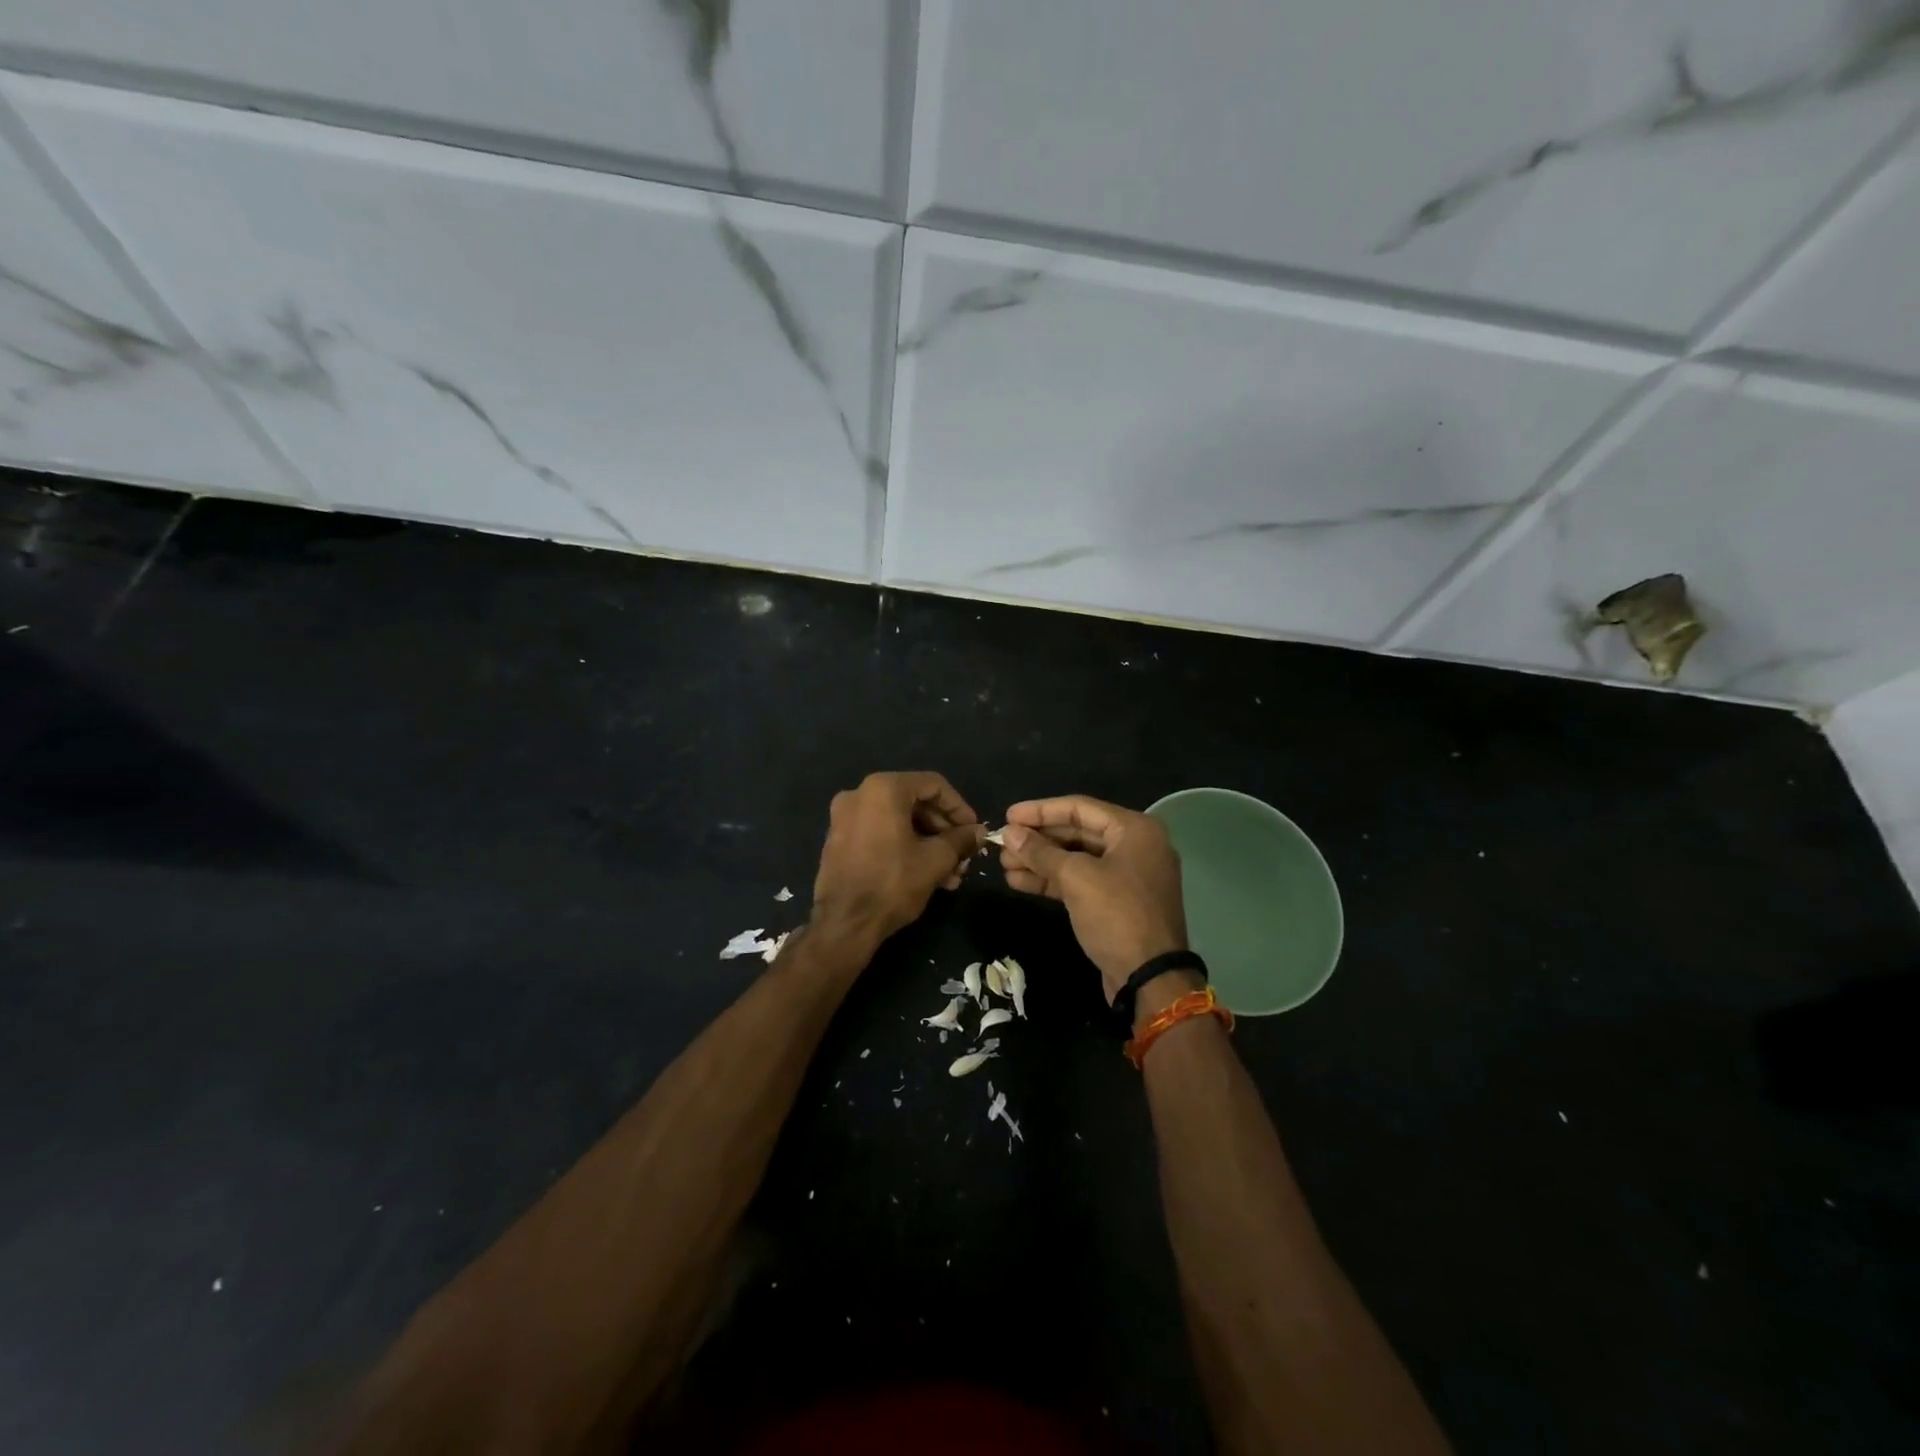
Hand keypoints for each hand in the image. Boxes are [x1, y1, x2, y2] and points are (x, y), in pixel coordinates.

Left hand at [810, 772, 983, 951]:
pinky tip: (925, 874)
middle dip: (943, 830)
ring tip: (950, 874)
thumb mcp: (936, 860)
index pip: (933, 785)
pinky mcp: (839, 840)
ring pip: (899, 821)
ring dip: (928, 843)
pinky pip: (880, 833)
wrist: (844, 923)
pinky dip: (904, 846)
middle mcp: (859, 794)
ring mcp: (844, 817)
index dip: (959, 807)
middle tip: (963, 856)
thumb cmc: (893, 883)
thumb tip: (978, 832)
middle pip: (914, 802)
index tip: (974, 831)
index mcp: (883, 789)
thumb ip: (960, 839)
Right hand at [999, 795, 1188, 1003]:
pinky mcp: (1116, 903)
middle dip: (1038, 839)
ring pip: (1075, 859)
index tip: (1008, 815)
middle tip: (1002, 843)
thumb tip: (1009, 833)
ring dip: (1039, 861)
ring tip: (1004, 863)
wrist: (1151, 979)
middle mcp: (1134, 846)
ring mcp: (1126, 876)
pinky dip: (1052, 881)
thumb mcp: (1077, 878)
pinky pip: (1080, 881)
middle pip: (1077, 833)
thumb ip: (1041, 852)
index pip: (1079, 808)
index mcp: (1134, 829)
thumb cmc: (1118, 915)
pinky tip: (1019, 881)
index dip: (1040, 811)